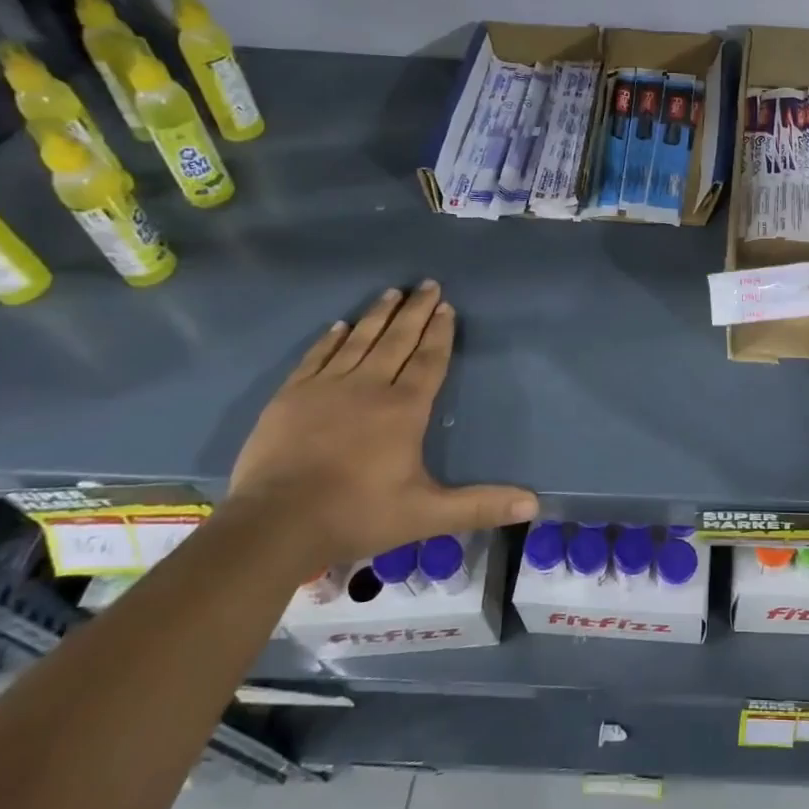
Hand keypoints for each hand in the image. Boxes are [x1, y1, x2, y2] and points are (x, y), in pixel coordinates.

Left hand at [226, 283, 536, 573]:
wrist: (273, 525)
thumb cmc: (357, 514)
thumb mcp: (426, 514)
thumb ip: (480, 505)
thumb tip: (535, 504)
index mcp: (404, 409)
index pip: (428, 360)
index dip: (440, 333)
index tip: (447, 306)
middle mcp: (369, 387)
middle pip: (397, 340)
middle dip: (415, 311)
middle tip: (427, 284)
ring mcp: (326, 387)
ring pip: (360, 340)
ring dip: (378, 315)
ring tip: (392, 292)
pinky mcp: (291, 396)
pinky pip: (318, 356)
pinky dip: (332, 338)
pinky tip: (340, 325)